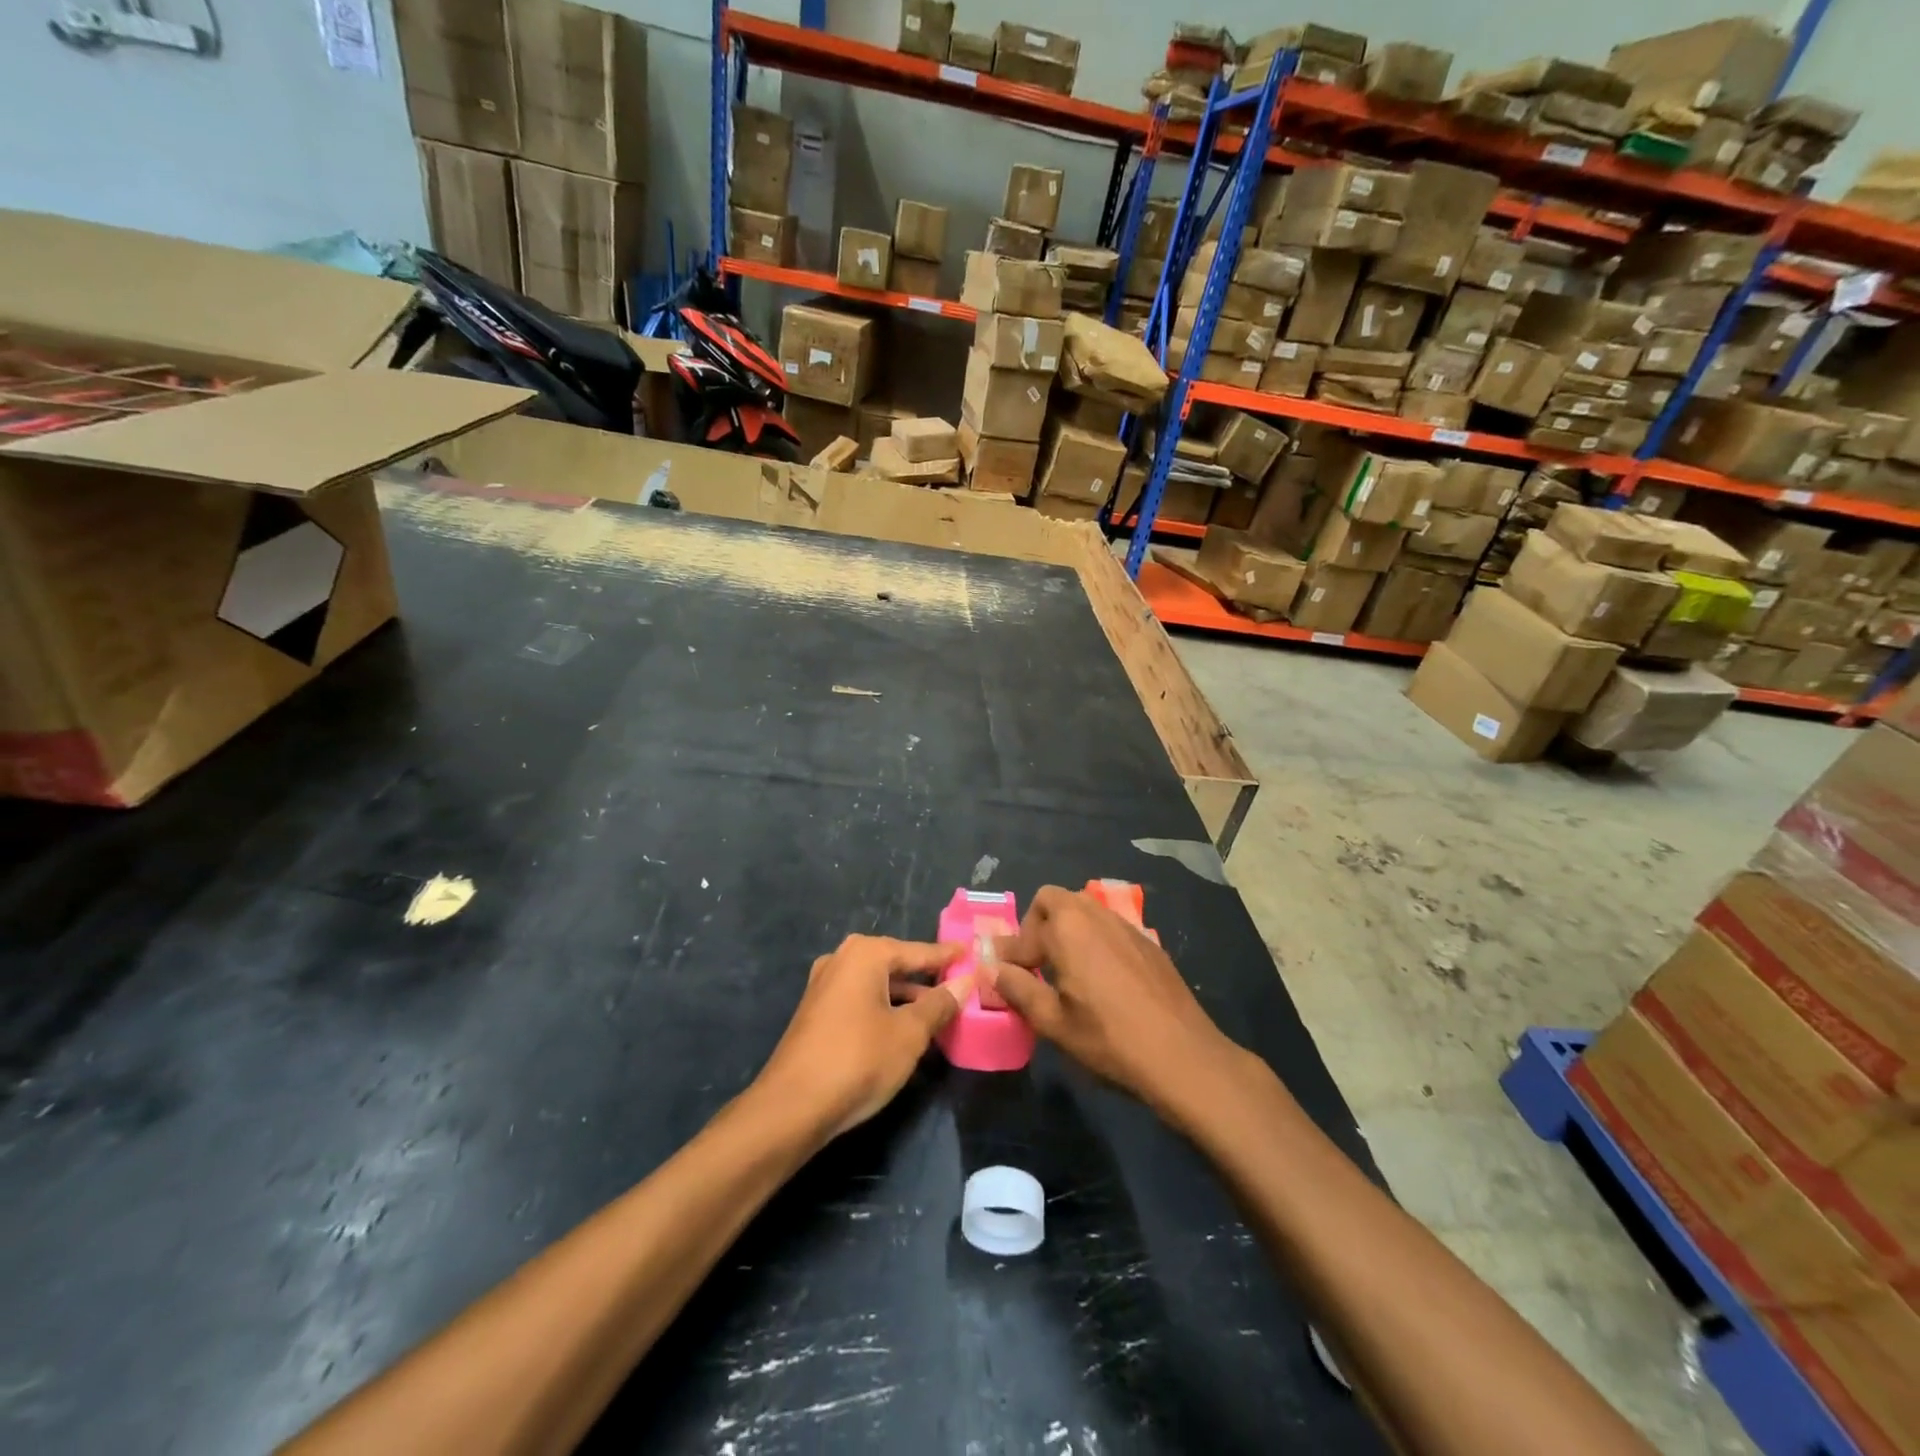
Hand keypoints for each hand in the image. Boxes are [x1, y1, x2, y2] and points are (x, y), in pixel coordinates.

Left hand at [755, 935, 971, 1140]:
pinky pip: (861, 999)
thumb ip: (939, 1004)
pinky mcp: (816, 1012)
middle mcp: (842, 959)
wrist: (792, 1106)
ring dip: (906, 996)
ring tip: (938, 1010)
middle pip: (895, 963)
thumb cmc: (859, 1060)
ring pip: (877, 984)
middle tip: (960, 982)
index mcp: (866, 954)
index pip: (918, 951)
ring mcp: (824, 985)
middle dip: (926, 976)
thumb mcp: (910, 1033)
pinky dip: (884, 1007)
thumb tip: (966, 981)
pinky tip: (903, 1027)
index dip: (947, 956)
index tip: (971, 952)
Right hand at [988, 886, 1253, 1124]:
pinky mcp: (1147, 942)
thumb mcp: (1053, 1022)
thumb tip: (992, 967)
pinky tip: (1101, 979)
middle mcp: (1095, 915)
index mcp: (1067, 928)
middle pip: (1054, 900)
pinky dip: (1093, 940)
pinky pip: (1108, 927)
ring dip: (1065, 929)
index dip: (1008, 955)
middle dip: (1036, 925)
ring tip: (1065, 971)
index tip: (1002, 976)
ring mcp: (1125, 925)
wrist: (1183, 1055)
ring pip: (1084, 909)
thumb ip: (1018, 989)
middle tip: (1035, 963)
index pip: (1023, 931)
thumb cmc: (1109, 1039)